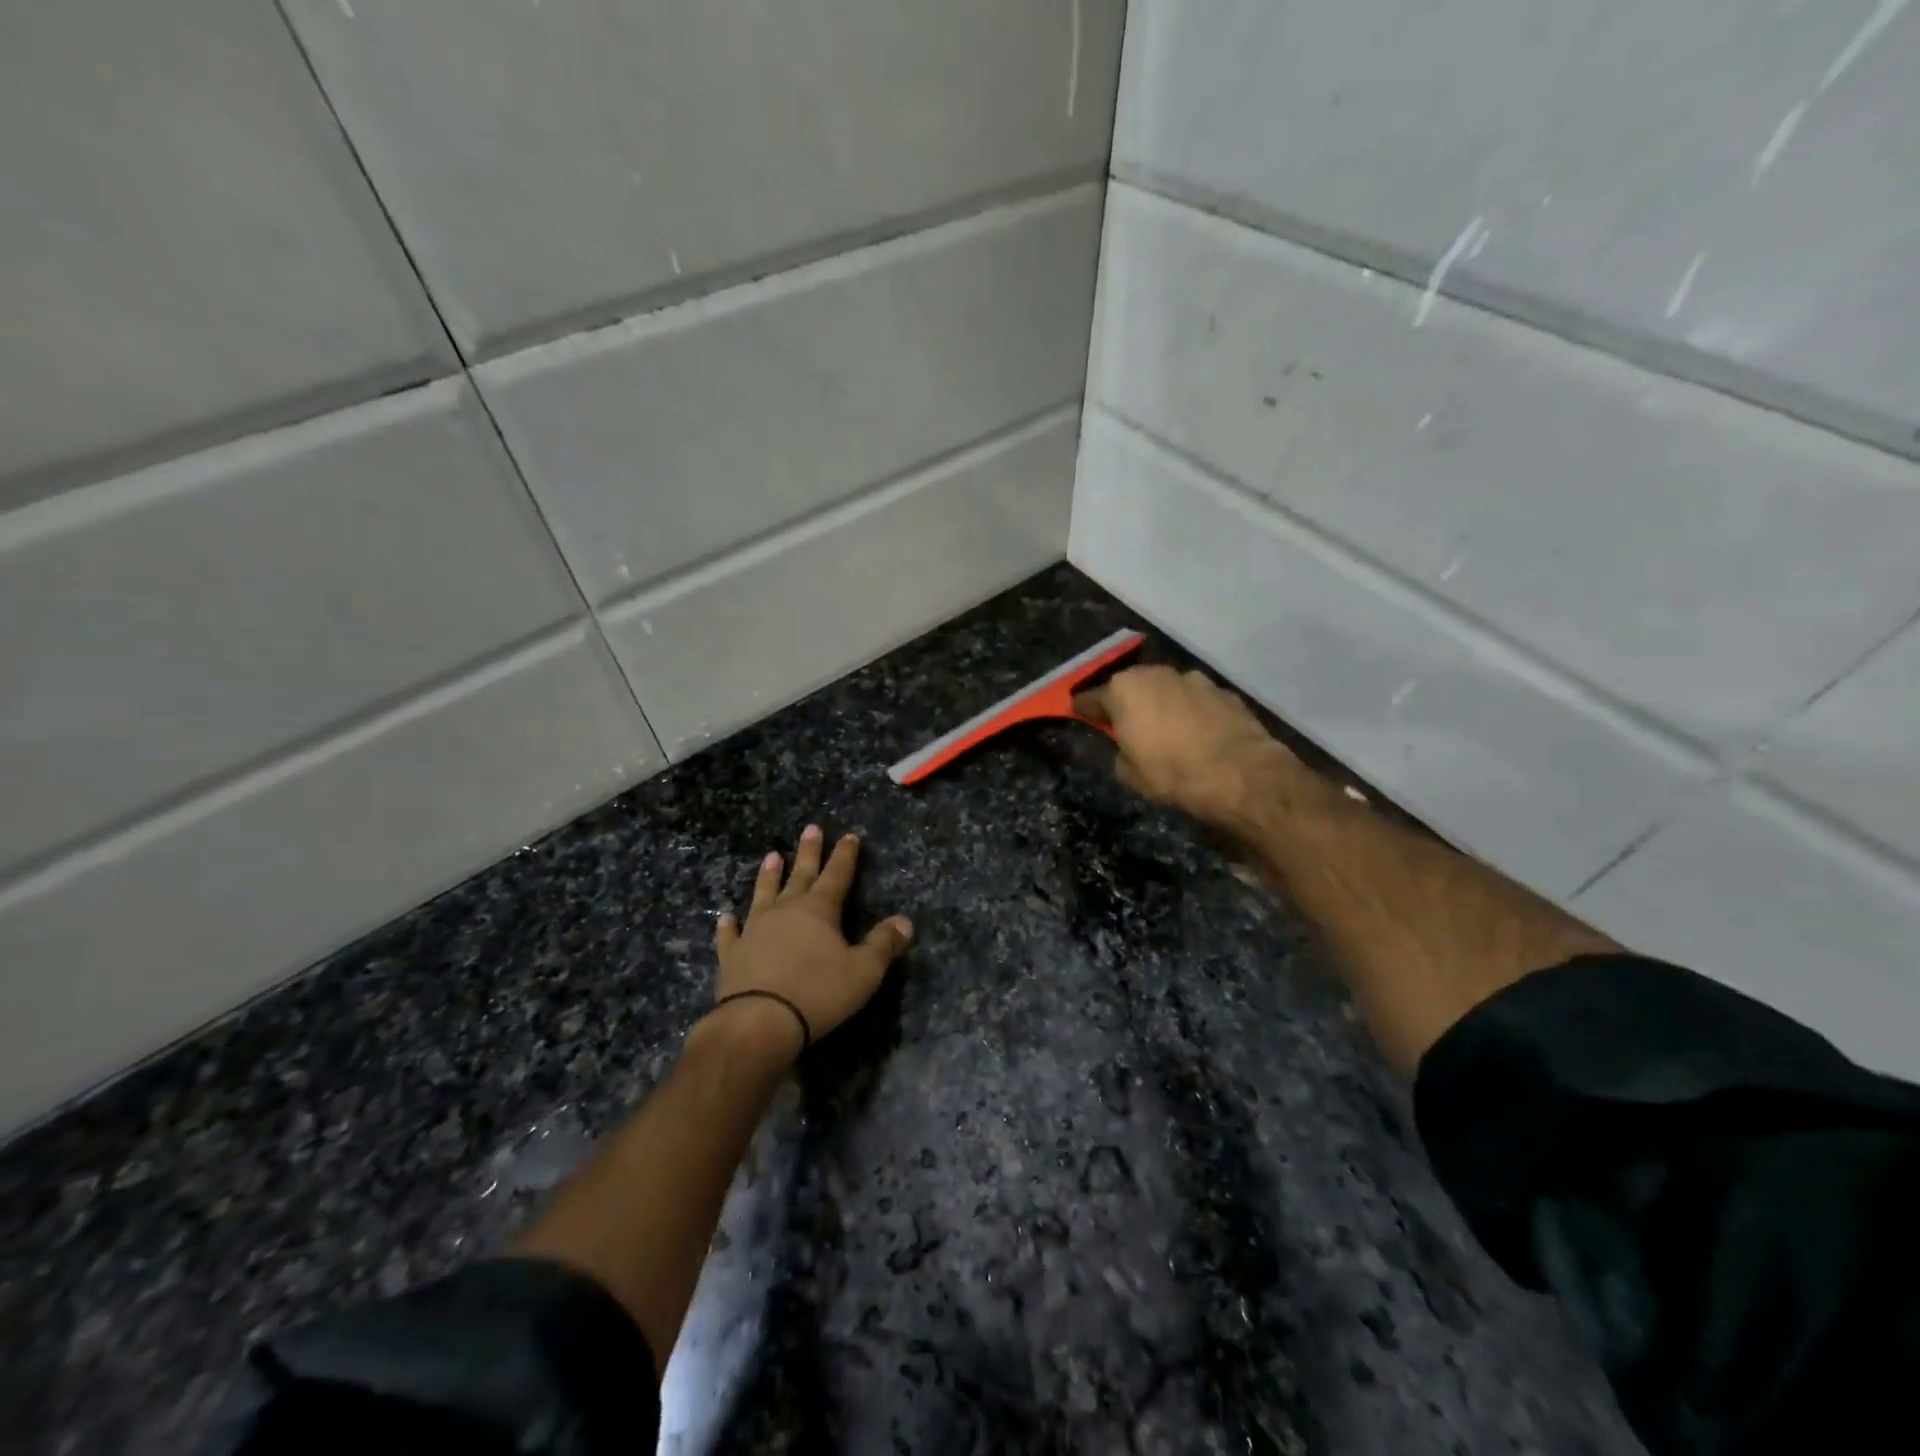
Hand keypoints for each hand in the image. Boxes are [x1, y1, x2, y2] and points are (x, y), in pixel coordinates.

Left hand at [705, 826, 913, 1062]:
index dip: (845, 855)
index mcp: (820, 910)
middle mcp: (786, 910)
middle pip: (800, 875)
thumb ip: (883, 944)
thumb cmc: (818, 993)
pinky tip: (727, 918)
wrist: (759, 1021)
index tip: (849, 836)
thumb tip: (905, 921)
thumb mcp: (864, 971)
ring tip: (772, 855)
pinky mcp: (732, 954)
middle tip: (811, 828)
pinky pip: (730, 934)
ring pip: (764, 894)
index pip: (837, 875)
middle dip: (809, 852)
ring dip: (769, 876)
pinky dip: (729, 925)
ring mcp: (755, 929)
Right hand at [1077, 665, 1305, 827]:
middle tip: (1127, 726)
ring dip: (1163, 706)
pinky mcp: (1224, 692)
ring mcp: (1194, 680)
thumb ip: (1121, 751)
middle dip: (1128, 703)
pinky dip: (1192, 713)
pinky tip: (1198, 736)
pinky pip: (1197, 701)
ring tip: (1168, 732)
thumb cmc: (1172, 773)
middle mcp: (1157, 674)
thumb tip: (1128, 745)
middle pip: (1132, 687)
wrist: (1240, 775)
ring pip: (1168, 691)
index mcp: (1125, 690)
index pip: (1092, 698)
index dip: (1084, 709)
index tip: (1079, 714)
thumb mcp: (1129, 773)